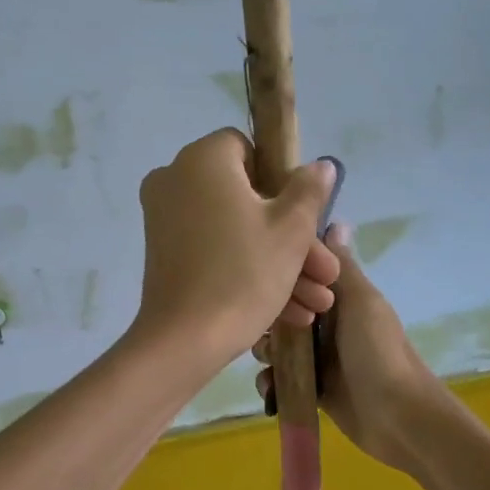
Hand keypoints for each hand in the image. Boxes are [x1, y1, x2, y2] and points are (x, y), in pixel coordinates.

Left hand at [133, 130, 340, 364]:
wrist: (185, 340)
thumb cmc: (243, 275)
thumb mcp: (290, 231)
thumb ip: (309, 191)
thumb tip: (321, 165)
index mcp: (203, 160)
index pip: (248, 149)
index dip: (281, 181)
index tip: (303, 219)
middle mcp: (175, 180)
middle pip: (246, 199)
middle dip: (293, 239)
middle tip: (325, 275)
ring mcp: (164, 219)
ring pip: (234, 231)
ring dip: (278, 264)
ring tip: (315, 305)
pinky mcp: (163, 255)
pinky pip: (213, 251)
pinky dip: (246, 272)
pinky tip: (289, 313)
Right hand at [254, 224, 444, 471]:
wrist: (397, 417)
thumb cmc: (379, 352)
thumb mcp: (361, 302)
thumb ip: (342, 268)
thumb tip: (335, 220)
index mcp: (340, 298)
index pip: (299, 278)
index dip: (280, 280)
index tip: (268, 286)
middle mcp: (327, 324)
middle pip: (281, 313)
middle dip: (267, 322)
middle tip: (270, 335)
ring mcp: (319, 358)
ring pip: (276, 346)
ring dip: (267, 354)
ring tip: (272, 365)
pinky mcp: (313, 388)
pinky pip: (281, 379)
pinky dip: (272, 384)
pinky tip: (273, 390)